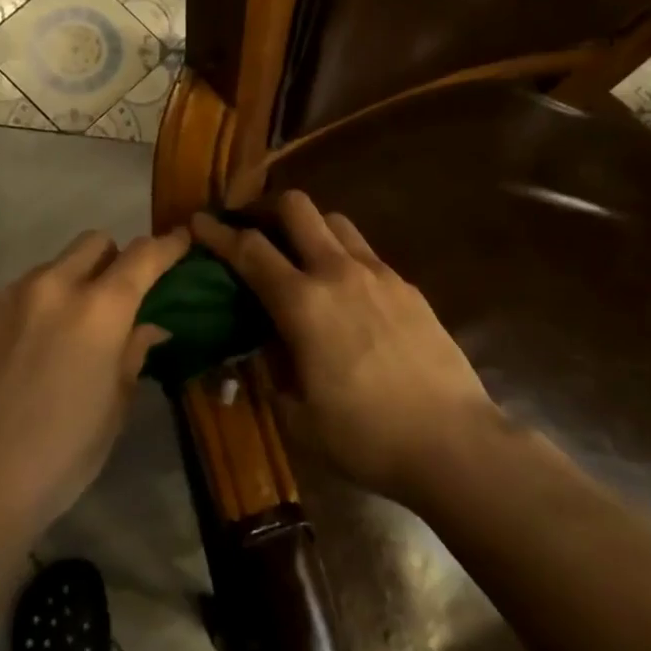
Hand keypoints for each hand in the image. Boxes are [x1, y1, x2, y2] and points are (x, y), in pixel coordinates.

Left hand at [0, 227, 189, 539]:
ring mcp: (10, 297)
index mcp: (99, 311)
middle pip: (94, 242)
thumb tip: (150, 326)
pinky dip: (38, 303)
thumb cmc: (60, 455)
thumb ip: (132, 353)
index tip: (180, 241)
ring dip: (73, 283)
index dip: (167, 246)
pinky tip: (31, 347)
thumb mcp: (113, 408)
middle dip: (115, 259)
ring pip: (54, 266)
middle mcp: (53, 287)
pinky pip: (20, 291)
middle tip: (119, 297)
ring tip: (69, 330)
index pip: (143, 257)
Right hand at [191, 192, 501, 503]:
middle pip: (297, 208)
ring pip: (336, 222)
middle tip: (251, 228)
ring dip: (308, 227)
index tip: (198, 222)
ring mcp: (380, 275)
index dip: (217, 233)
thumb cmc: (364, 437)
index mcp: (303, 303)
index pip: (249, 250)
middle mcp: (338, 273)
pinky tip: (343, 290)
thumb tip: (261, 344)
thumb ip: (270, 371)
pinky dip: (342, 254)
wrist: (453, 443)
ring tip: (297, 254)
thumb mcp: (296, 416)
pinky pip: (365, 252)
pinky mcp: (408, 287)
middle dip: (265, 208)